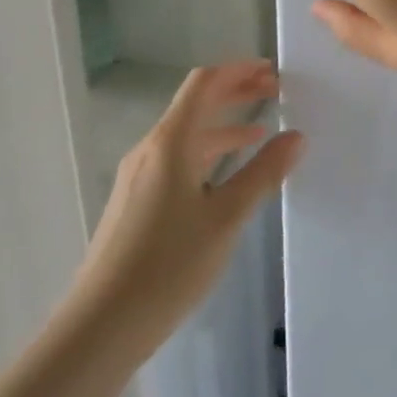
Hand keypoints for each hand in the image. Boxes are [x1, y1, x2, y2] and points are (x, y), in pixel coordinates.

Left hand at [76, 61, 302, 356]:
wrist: (100, 326)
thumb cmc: (168, 265)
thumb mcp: (226, 217)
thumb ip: (263, 173)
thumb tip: (296, 136)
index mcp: (170, 142)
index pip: (204, 84)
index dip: (238, 70)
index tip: (272, 70)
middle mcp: (150, 149)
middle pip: (196, 105)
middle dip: (235, 93)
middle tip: (276, 92)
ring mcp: (139, 176)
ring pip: (187, 134)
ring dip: (224, 125)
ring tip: (262, 132)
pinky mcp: (136, 202)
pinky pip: (178, 159)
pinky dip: (209, 153)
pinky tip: (229, 175)